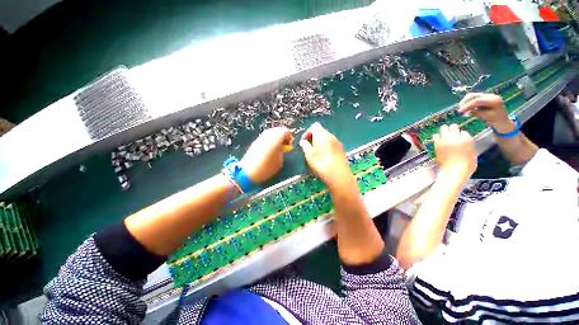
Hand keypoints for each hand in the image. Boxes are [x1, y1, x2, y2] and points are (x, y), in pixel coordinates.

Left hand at [241, 127, 292, 182]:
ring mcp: (261, 137)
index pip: (285, 131)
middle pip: (278, 130)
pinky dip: (269, 140)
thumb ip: (283, 151)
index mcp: (276, 138)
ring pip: (271, 132)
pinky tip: (269, 149)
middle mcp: (268, 135)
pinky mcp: (255, 141)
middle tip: (284, 145)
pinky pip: (265, 137)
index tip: (289, 145)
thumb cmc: (268, 167)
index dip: (289, 137)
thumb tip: (283, 147)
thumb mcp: (280, 160)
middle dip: (282, 136)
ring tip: (276, 148)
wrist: (249, 171)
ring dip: (276, 138)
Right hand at [299, 123, 352, 189]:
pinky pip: (331, 143)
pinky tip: (325, 156)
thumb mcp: (308, 155)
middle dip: (313, 137)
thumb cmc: (320, 164)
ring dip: (320, 142)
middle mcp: (331, 135)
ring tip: (316, 153)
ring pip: (326, 137)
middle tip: (309, 147)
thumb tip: (303, 141)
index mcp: (322, 135)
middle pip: (321, 131)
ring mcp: (337, 142)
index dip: (308, 132)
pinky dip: (326, 146)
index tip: (304, 141)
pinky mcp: (341, 148)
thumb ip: (304, 145)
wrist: (338, 175)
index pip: (314, 126)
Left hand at [433, 124, 476, 179]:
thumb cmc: (466, 165)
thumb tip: (465, 143)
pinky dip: (436, 137)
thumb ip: (468, 146)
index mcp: (467, 139)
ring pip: (444, 128)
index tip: (460, 137)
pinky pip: (435, 136)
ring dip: (444, 130)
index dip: (462, 135)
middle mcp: (456, 137)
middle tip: (452, 131)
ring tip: (444, 132)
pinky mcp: (437, 144)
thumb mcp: (472, 153)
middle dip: (453, 128)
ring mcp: (445, 140)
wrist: (454, 170)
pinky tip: (437, 138)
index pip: (464, 132)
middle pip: (454, 126)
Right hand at [458, 93, 514, 133]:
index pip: (477, 101)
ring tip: (462, 109)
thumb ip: (476, 112)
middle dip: (464, 102)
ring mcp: (487, 95)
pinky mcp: (484, 97)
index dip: (467, 106)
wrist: (502, 120)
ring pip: (472, 95)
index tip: (460, 111)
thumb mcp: (486, 117)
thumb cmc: (495, 120)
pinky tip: (466, 107)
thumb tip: (466, 110)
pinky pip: (473, 98)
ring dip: (465, 101)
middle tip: (459, 110)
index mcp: (493, 100)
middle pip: (473, 95)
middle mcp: (490, 96)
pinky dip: (468, 102)